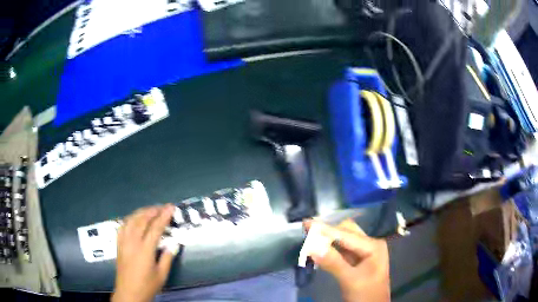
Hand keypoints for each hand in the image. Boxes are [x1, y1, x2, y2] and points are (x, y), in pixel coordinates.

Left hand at [112, 204, 176, 301]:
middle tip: (163, 206)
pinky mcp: (118, 244)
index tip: (171, 207)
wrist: (129, 293)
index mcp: (145, 250)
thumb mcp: (161, 275)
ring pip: (131, 220)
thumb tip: (174, 244)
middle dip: (153, 210)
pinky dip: (130, 218)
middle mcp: (132, 242)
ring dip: (142, 212)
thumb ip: (167, 258)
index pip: (155, 228)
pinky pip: (123, 226)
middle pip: (142, 220)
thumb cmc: (147, 286)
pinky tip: (134, 218)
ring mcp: (123, 241)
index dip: (164, 216)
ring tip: (151, 210)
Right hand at [304, 220, 389, 301]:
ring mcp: (364, 252)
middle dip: (327, 232)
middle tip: (307, 232)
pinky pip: (342, 250)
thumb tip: (313, 246)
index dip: (325, 229)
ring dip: (328, 240)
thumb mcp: (350, 280)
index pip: (346, 234)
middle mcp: (370, 244)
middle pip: (346, 232)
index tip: (306, 223)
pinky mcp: (358, 261)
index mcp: (373, 246)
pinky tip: (320, 250)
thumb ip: (333, 263)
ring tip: (310, 239)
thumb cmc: (366, 294)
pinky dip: (330, 249)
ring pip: (343, 240)